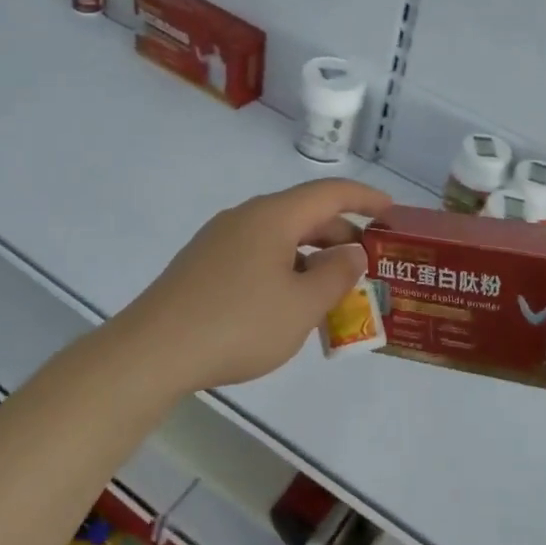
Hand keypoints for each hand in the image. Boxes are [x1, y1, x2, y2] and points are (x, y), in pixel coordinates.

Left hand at [120, 179, 392, 391]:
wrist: (153, 352)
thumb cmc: (238, 324)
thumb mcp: (301, 305)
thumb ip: (335, 274)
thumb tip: (351, 252)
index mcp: (272, 217)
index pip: (329, 193)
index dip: (365, 198)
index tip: (392, 212)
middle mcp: (245, 218)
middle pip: (304, 214)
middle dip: (341, 235)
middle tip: (369, 264)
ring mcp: (219, 241)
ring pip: (279, 238)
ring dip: (312, 257)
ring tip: (333, 290)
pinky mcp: (203, 265)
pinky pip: (257, 255)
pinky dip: (285, 269)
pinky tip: (289, 303)